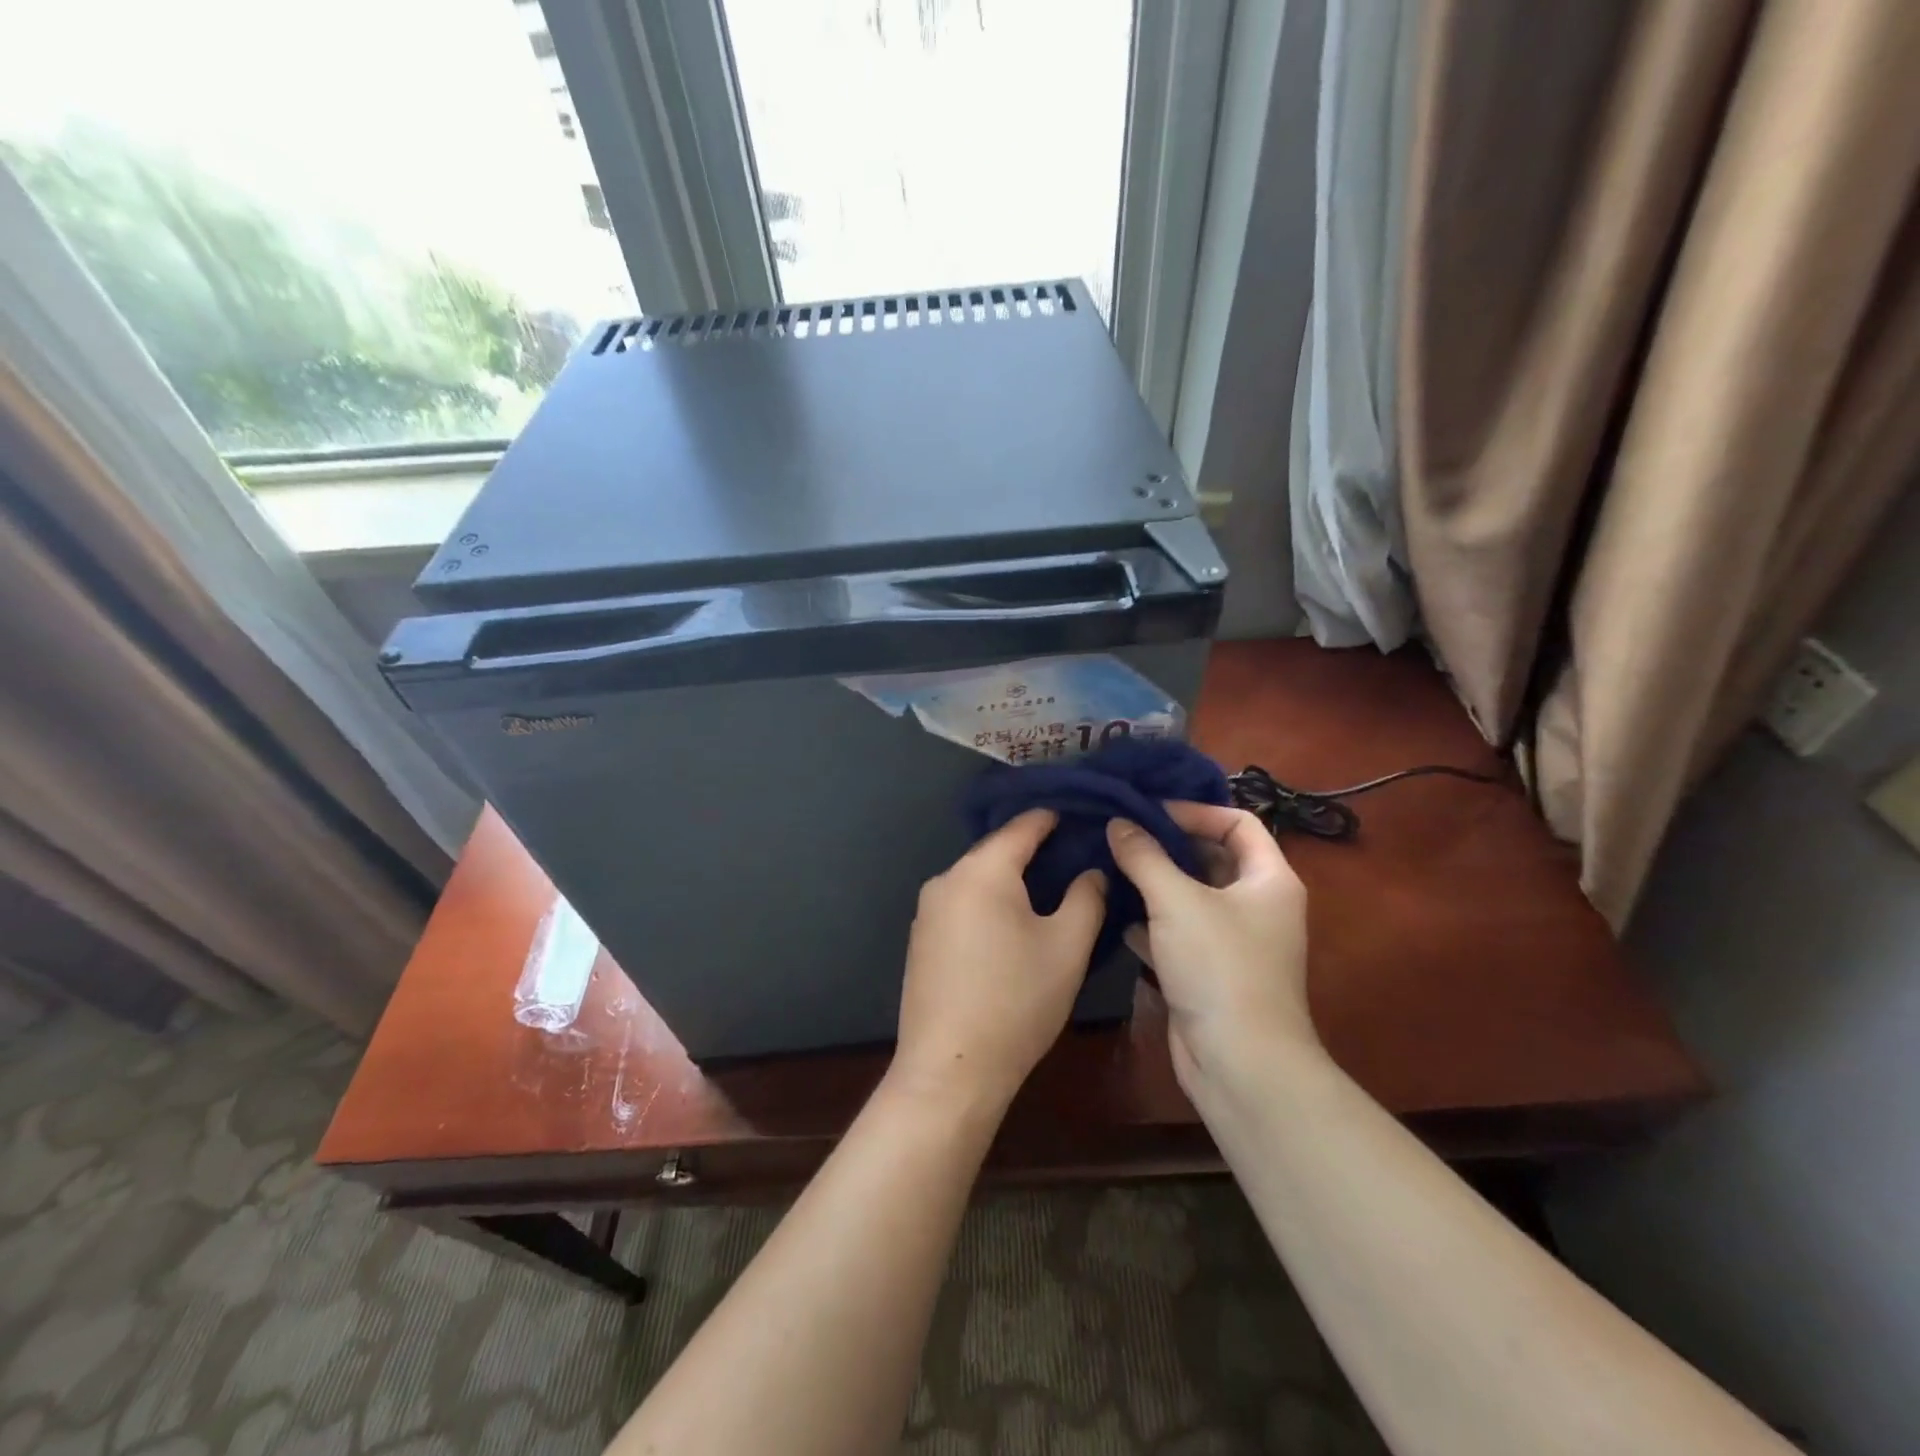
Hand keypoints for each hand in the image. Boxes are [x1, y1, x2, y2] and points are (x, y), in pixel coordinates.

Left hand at [892, 810, 1105, 1111]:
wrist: (950, 1069)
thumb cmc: (1016, 1001)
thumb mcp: (1067, 948)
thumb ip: (1086, 898)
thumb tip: (1090, 871)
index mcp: (981, 871)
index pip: (1022, 827)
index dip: (1052, 818)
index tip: (1080, 815)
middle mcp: (946, 879)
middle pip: (996, 852)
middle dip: (1033, 851)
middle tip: (1073, 857)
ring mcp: (927, 910)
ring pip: (978, 880)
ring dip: (1011, 880)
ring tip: (1049, 890)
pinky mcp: (921, 939)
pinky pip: (962, 904)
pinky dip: (989, 904)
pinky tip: (1011, 925)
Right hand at [1106, 803, 1315, 1090]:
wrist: (1240, 1064)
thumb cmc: (1219, 967)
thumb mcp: (1176, 900)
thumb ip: (1144, 856)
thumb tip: (1118, 823)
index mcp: (1269, 879)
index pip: (1238, 822)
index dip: (1196, 811)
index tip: (1149, 812)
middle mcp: (1257, 905)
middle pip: (1212, 858)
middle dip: (1167, 845)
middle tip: (1120, 833)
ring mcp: (1234, 942)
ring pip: (1191, 897)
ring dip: (1154, 882)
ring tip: (1110, 865)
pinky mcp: (1209, 972)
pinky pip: (1178, 933)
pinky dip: (1150, 922)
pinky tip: (1116, 915)